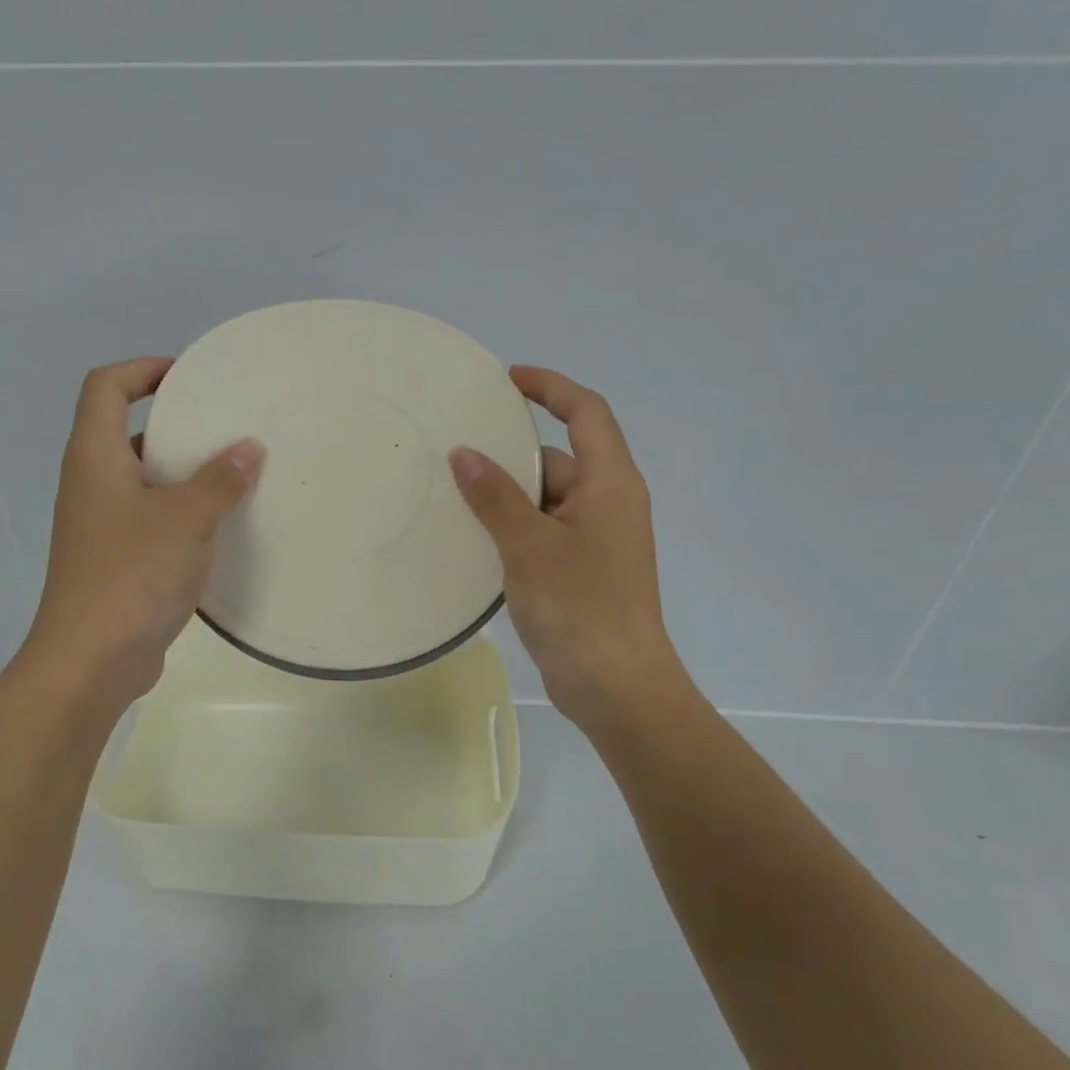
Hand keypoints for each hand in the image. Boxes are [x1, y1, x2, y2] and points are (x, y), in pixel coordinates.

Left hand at [20, 357, 261, 717]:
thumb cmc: (132, 574)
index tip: (190, 376)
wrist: (91, 660)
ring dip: (182, 472)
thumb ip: (219, 480)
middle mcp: (91, 485)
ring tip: (233, 472)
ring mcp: (101, 526)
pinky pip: (150, 518)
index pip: (106, 388)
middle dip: (174, 422)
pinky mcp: (115, 561)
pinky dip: (180, 512)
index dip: (143, 370)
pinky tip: (219, 526)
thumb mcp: (185, 519)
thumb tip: (248, 447)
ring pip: (142, 480)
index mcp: (95, 458)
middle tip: (224, 425)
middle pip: (125, 432)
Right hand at [450, 366, 694, 733]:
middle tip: (457, 450)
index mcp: (610, 484)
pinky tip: (472, 538)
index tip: (506, 380)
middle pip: (558, 458)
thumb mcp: (530, 547)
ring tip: (452, 494)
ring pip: (545, 499)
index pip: (586, 413)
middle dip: (511, 453)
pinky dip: (511, 528)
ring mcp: (595, 540)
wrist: (617, 688)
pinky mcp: (581, 571)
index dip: (550, 387)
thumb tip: (463, 452)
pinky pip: (542, 532)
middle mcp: (608, 503)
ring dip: (506, 496)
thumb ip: (495, 497)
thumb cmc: (581, 609)